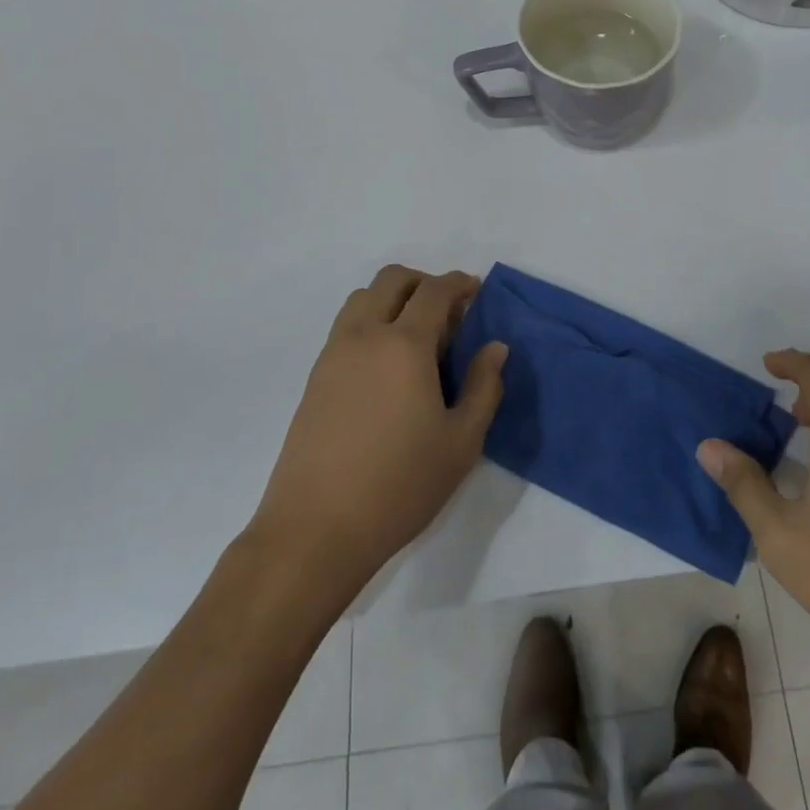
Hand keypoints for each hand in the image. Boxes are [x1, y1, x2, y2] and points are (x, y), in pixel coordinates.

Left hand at [253, 265, 507, 602]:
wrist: (315, 530)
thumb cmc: (400, 485)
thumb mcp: (462, 442)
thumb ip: (485, 387)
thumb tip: (494, 347)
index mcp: (405, 345)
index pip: (434, 291)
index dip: (459, 283)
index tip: (475, 292)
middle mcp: (365, 336)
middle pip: (392, 279)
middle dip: (424, 282)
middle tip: (448, 312)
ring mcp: (333, 355)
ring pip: (362, 298)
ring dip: (393, 298)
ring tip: (416, 336)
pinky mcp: (314, 378)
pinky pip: (345, 326)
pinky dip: (370, 322)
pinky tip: (387, 366)